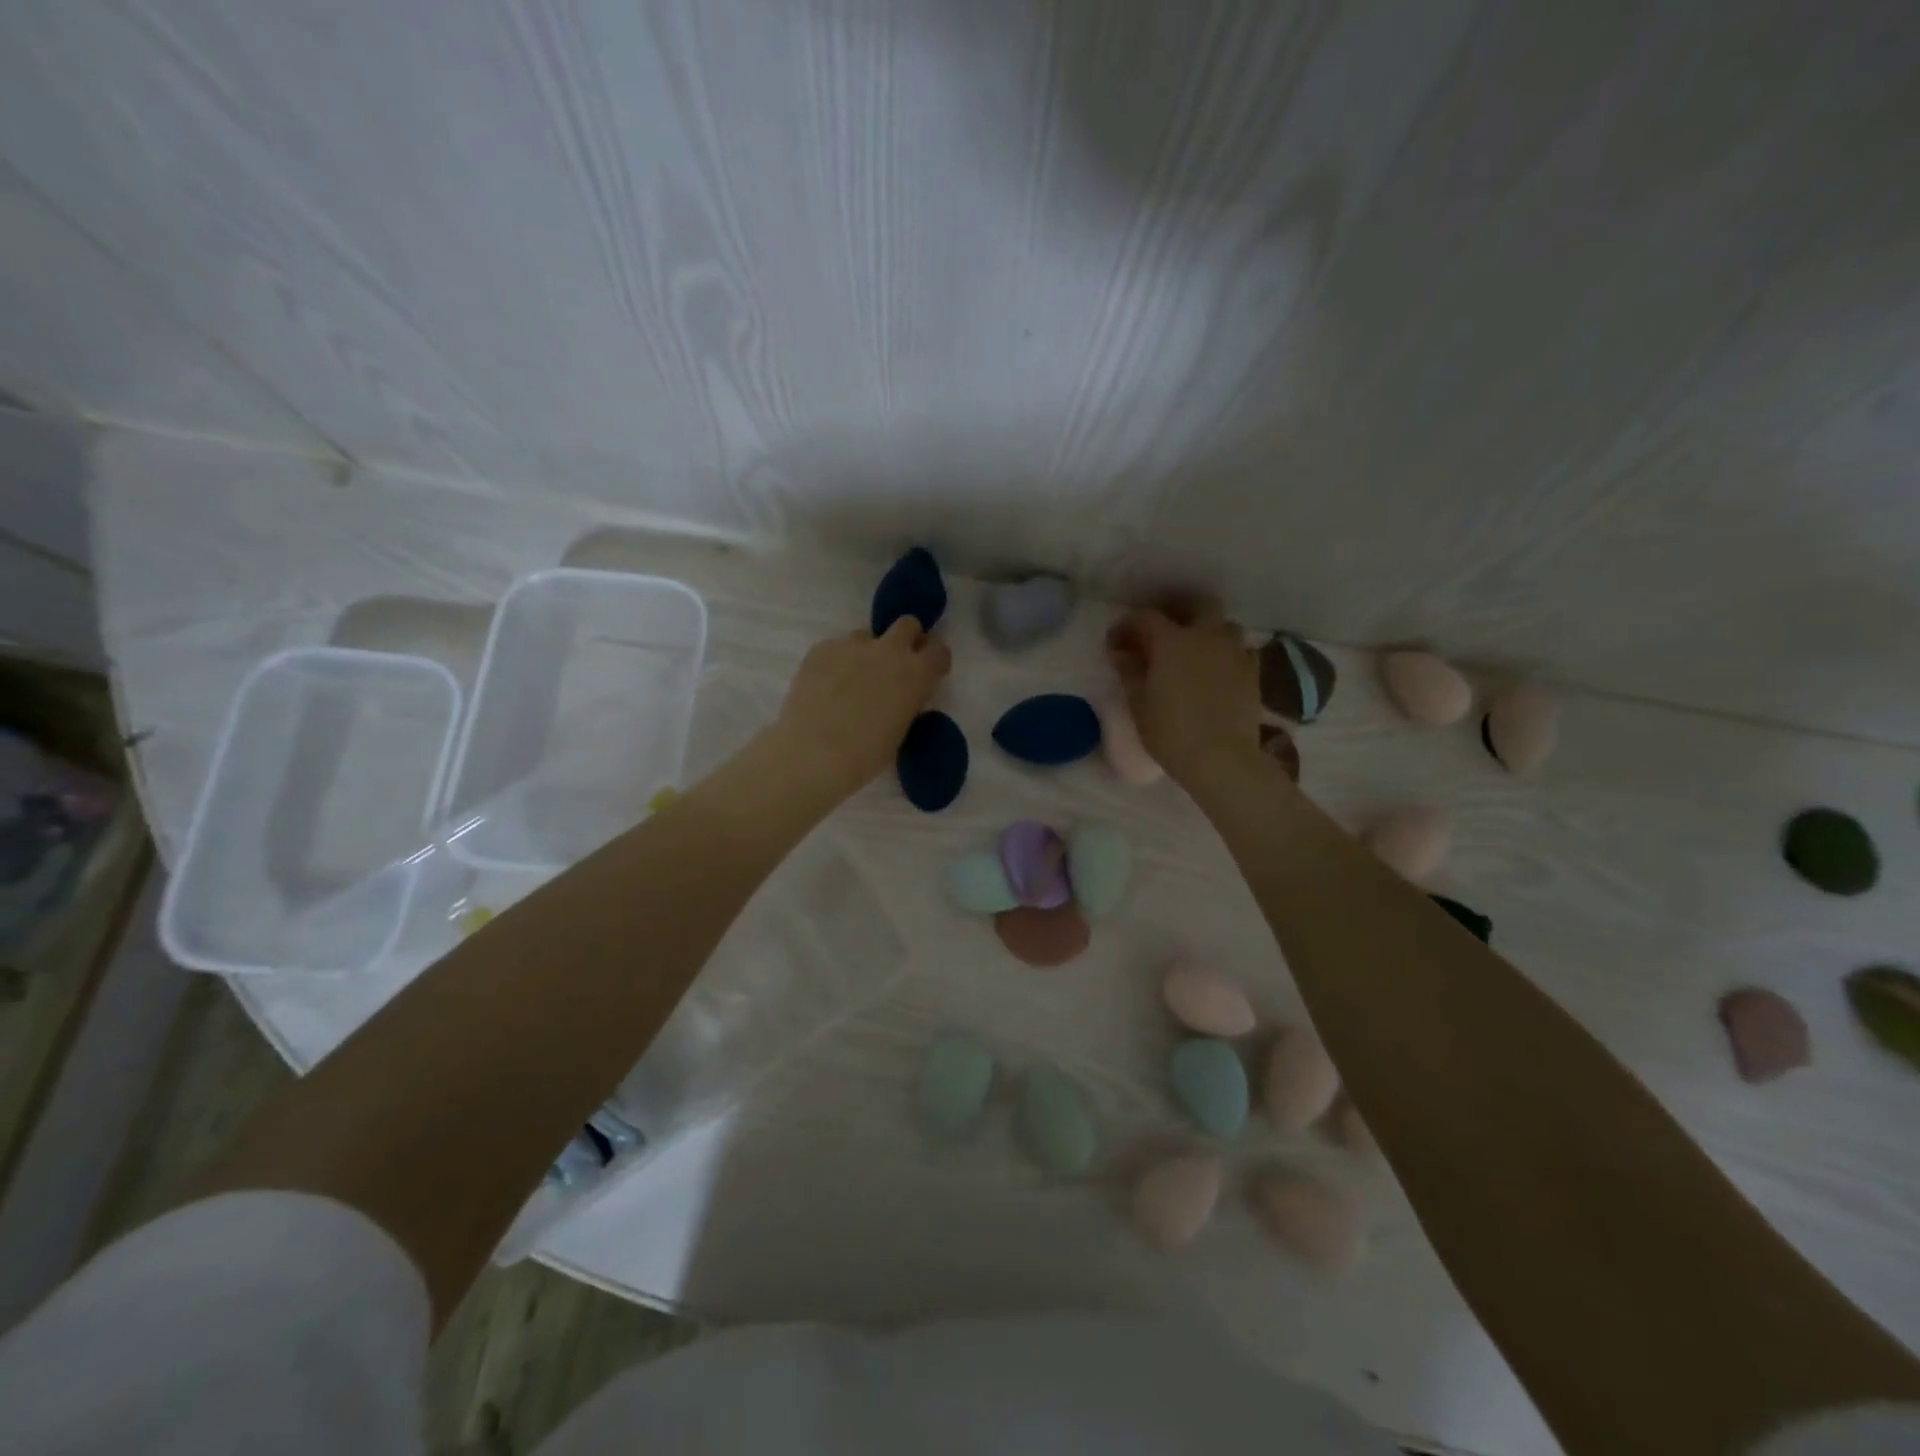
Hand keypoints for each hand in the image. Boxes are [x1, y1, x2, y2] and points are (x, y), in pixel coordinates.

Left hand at [774, 618, 952, 796]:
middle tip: (894, 663)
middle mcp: (889, 650)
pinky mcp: (821, 648)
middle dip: (906, 638)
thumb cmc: (866, 754)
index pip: (939, 651)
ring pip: (865, 636)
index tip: (927, 671)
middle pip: (907, 624)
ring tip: (850, 681)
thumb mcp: (901, 729)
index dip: (934, 659)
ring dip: (865, 652)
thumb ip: (907, 702)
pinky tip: (824, 687)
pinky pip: (836, 648)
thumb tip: (902, 694)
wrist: (815, 753)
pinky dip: (835, 662)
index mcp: (916, 673)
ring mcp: (852, 645)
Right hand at [1106, 599, 1262, 787]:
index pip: (1145, 618)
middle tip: (1163, 635)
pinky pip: (1240, 651)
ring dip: (1208, 632)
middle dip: (1179, 613)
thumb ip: (1129, 671)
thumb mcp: (1139, 703)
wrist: (1221, 759)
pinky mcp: (1253, 673)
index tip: (1116, 642)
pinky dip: (1226, 655)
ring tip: (1194, 653)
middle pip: (1199, 606)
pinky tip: (1217, 673)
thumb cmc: (1171, 732)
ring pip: (1224, 627)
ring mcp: (1235, 653)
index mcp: (1172, 641)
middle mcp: (1206, 636)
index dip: (1127, 626)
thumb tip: (1120, 651)